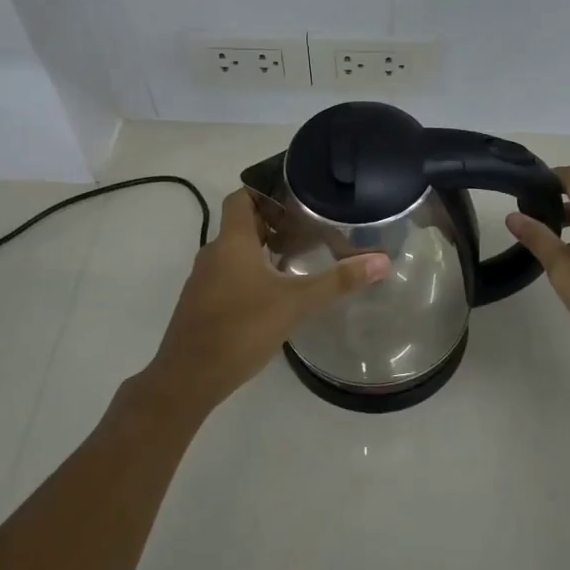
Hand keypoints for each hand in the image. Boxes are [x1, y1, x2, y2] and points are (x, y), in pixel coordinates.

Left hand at [133, 188, 387, 418]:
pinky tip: (274, 293)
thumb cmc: (241, 329)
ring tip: (298, 257)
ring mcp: (203, 280)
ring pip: (235, 252)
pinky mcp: (202, 304)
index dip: (265, 190)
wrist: (188, 378)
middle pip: (241, 224)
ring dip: (262, 249)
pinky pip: (228, 275)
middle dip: (273, 222)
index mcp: (231, 242)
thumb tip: (381, 260)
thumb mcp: (295, 304)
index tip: (295, 196)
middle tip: (308, 226)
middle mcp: (213, 253)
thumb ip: (338, 282)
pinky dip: (251, 273)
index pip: (242, 197)